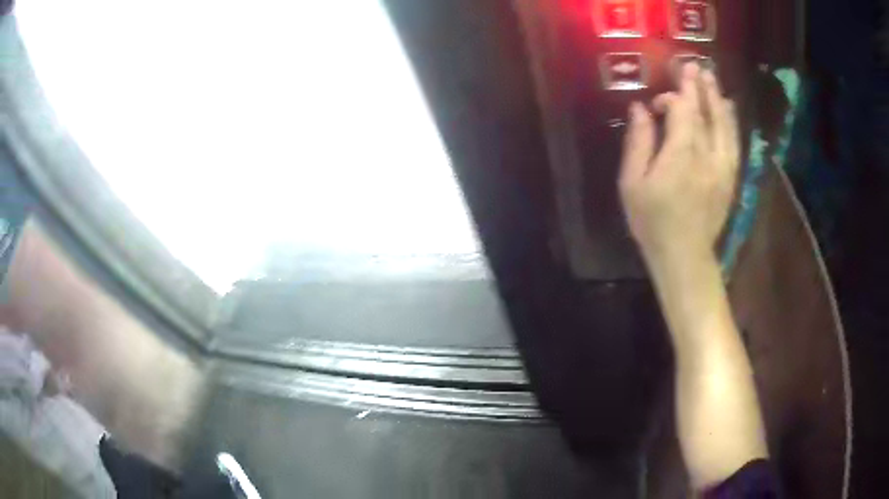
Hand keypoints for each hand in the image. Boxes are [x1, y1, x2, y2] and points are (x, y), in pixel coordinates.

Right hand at [618, 63, 739, 266]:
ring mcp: (722, 165)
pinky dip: (731, 123)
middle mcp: (706, 154)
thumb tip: (640, 108)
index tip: (660, 98)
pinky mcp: (730, 177)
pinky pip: (733, 142)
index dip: (674, 96)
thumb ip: (638, 142)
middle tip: (696, 66)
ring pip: (724, 124)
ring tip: (712, 81)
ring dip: (717, 99)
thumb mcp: (632, 182)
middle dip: (700, 87)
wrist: (684, 255)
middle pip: (706, 112)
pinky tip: (728, 110)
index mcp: (681, 153)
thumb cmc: (652, 221)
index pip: (682, 110)